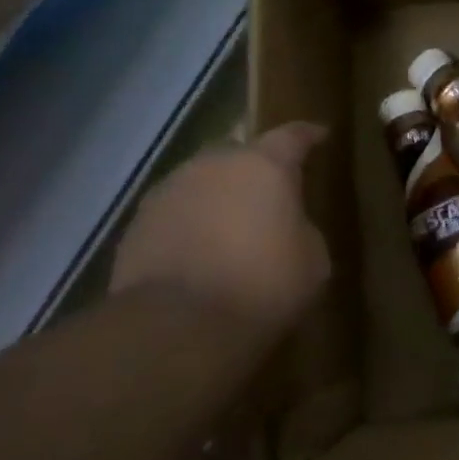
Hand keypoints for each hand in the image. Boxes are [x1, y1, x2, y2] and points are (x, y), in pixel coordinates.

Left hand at [110, 123, 330, 334]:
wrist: (179, 324)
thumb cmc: (263, 285)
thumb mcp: (313, 260)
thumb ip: (302, 229)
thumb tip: (286, 227)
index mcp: (263, 166)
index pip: (292, 136)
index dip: (308, 135)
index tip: (320, 134)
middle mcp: (213, 165)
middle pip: (240, 157)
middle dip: (256, 173)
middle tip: (271, 199)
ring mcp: (169, 191)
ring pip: (203, 184)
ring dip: (219, 200)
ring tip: (231, 231)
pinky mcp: (138, 224)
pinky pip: (176, 215)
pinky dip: (191, 227)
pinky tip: (199, 256)